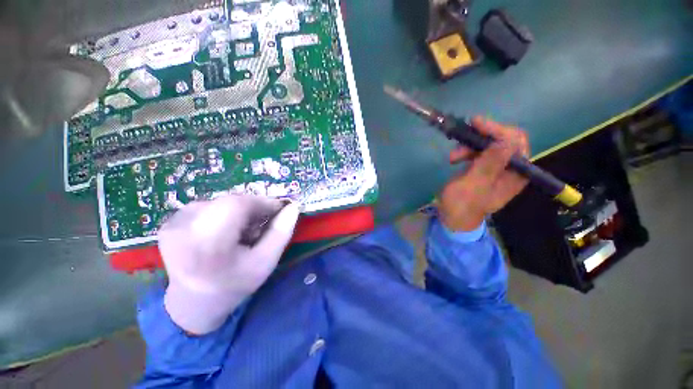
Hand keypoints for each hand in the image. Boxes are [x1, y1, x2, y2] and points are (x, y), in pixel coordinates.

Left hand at [159, 194, 299, 334]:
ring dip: (239, 210)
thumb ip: (281, 233)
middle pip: (229, 201)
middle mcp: (183, 228)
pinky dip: (223, 213)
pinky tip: (224, 230)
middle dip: (253, 207)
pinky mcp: (169, 222)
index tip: (279, 209)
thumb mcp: (265, 263)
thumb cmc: (234, 285)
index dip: (263, 202)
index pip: (238, 205)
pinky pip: (207, 206)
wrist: (193, 302)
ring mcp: (173, 224)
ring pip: (220, 202)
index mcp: (208, 243)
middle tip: (263, 222)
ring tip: (243, 230)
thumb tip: (293, 207)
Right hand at [439, 116, 529, 231]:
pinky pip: (478, 151)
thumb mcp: (473, 186)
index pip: (516, 142)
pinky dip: (466, 151)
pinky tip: (454, 158)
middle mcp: (510, 168)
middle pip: (503, 140)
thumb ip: (489, 165)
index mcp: (515, 174)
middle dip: (480, 138)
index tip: (476, 124)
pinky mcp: (483, 167)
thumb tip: (507, 141)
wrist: (452, 217)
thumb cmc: (462, 205)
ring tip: (452, 156)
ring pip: (488, 144)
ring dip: (469, 145)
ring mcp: (496, 167)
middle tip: (461, 137)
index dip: (498, 130)